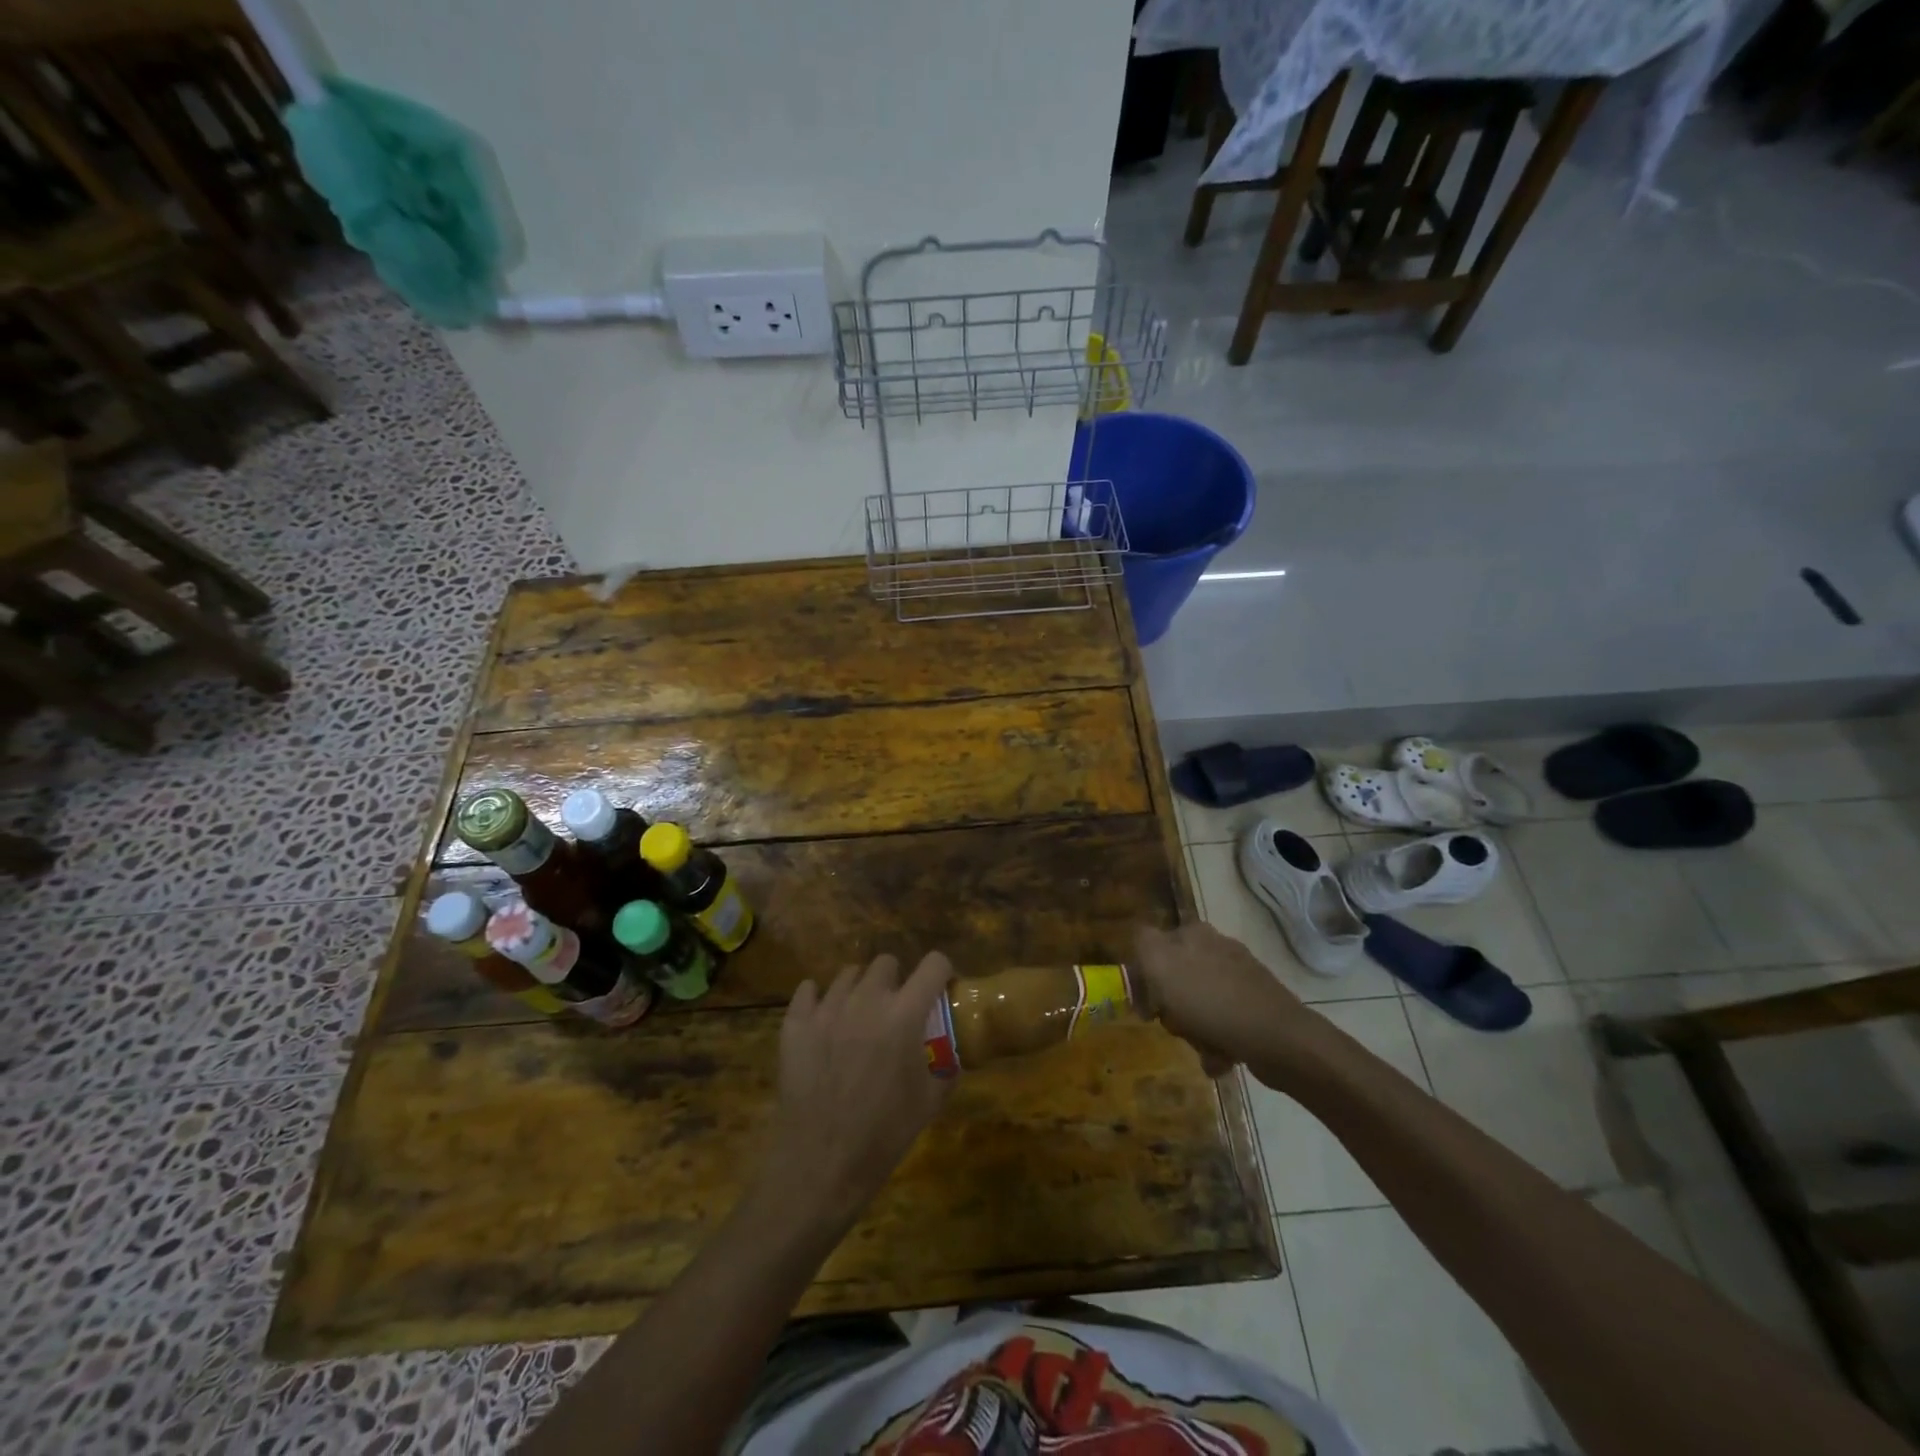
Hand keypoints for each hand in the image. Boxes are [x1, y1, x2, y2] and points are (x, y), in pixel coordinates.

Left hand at [759, 952, 955, 1229]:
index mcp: (904, 1014)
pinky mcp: (796, 1023)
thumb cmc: (883, 1135)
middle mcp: (866, 999)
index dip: (941, 972)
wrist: (820, 1165)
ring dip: (860, 989)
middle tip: (896, 1009)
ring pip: (848, 974)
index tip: (940, 988)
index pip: (933, 964)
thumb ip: (945, 1067)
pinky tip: (824, 1020)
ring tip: (858, 1017)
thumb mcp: (930, 1103)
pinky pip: (808, 991)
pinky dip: (818, 999)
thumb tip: (951, 1053)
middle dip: (897, 980)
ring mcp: (827, 1008)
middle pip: (886, 962)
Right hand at [1132, 922, 1313, 1077]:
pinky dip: (1217, 1042)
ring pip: (1197, 1004)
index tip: (1145, 1004)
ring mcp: (1238, 977)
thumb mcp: (1161, 964)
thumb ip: (1143, 943)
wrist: (1277, 1038)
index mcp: (1193, 933)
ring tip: (1202, 1047)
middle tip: (1174, 1025)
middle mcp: (1216, 948)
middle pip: (1174, 978)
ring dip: (1193, 1030)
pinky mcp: (1255, 1005)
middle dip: (1171, 1007)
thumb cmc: (1210, 1001)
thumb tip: (1139, 940)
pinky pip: (1221, 1023)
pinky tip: (1221, 1057)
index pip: (1152, 946)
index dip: (1144, 975)